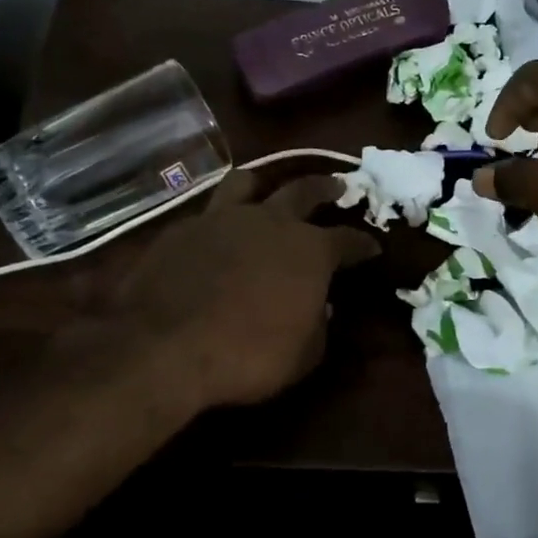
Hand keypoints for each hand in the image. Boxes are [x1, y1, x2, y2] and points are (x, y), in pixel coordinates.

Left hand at [101, 171, 379, 409]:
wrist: (164, 346)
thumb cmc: (249, 355)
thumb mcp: (304, 355)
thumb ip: (319, 324)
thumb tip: (321, 307)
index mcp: (310, 250)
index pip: (348, 239)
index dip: (363, 243)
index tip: (373, 246)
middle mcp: (270, 222)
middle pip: (305, 190)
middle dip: (326, 188)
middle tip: (337, 186)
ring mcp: (222, 219)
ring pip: (247, 183)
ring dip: (263, 184)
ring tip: (265, 189)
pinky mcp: (181, 230)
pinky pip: (208, 213)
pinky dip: (220, 220)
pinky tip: (216, 235)